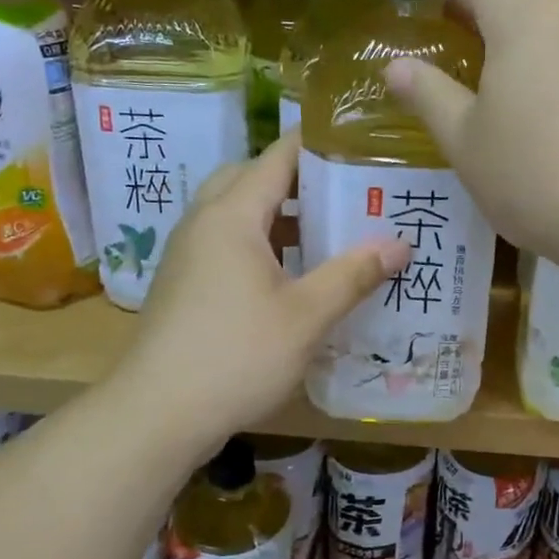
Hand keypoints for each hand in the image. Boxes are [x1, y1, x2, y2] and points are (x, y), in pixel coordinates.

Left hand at [122, 131, 410, 451]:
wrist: (158, 413)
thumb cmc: (237, 355)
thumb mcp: (306, 315)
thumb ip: (353, 274)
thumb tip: (400, 244)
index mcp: (231, 216)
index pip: (277, 157)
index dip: (318, 145)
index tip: (360, 145)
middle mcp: (203, 223)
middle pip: (250, 178)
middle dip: (296, 179)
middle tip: (343, 193)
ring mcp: (187, 255)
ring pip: (235, 213)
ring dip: (276, 214)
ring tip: (325, 232)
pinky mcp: (183, 285)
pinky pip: (225, 244)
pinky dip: (258, 243)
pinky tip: (290, 276)